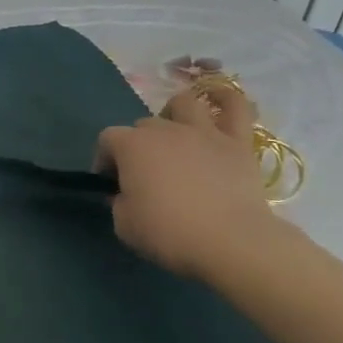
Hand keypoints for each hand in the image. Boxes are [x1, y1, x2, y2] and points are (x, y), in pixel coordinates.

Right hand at [95, 84, 279, 278]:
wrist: (230, 242)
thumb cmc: (168, 233)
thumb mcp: (123, 223)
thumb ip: (119, 201)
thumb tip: (127, 194)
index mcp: (132, 146)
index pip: (107, 139)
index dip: (105, 160)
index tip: (111, 183)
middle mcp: (165, 130)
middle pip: (143, 125)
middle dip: (138, 145)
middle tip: (145, 174)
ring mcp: (203, 132)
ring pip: (184, 103)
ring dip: (175, 115)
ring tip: (176, 136)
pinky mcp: (237, 143)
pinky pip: (236, 108)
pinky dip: (226, 100)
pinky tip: (220, 100)